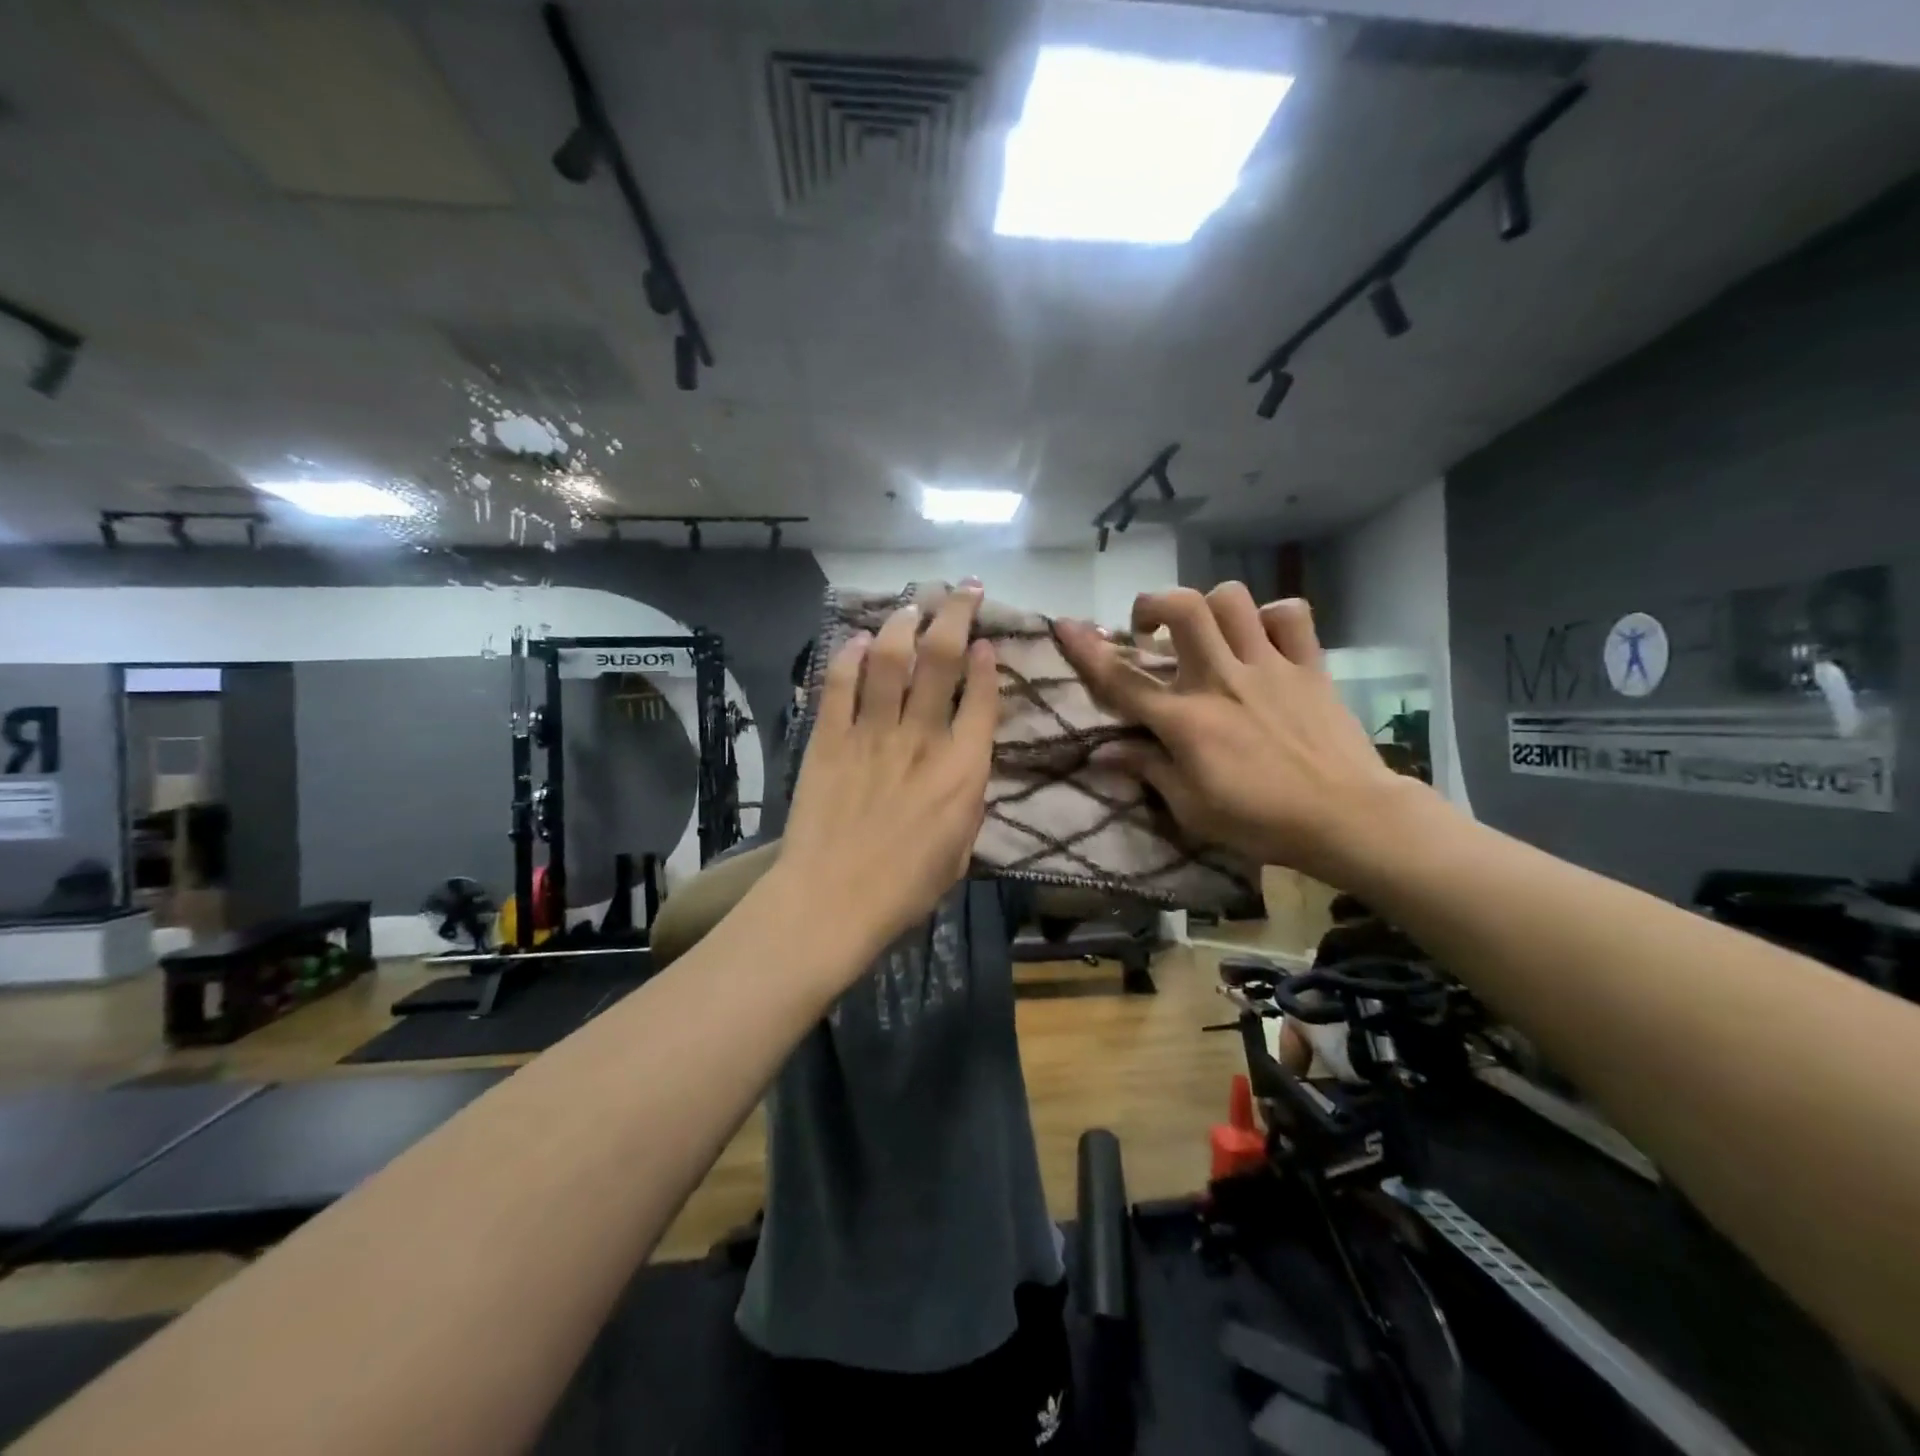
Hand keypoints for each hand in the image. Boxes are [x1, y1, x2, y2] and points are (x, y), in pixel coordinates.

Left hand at [778, 585, 997, 963]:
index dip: (987, 664)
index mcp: (962, 770)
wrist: (832, 901)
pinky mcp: (829, 739)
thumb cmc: (905, 889)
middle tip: (965, 590)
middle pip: (941, 659)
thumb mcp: (961, 850)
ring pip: (891, 659)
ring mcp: (872, 733)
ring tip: (913, 605)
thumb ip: (968, 799)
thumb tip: (965, 761)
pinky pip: (840, 684)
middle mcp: (921, 738)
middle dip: (956, 615)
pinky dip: (850, 656)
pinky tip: (860, 639)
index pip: (983, 699)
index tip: (988, 644)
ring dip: (904, 622)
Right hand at [1055, 584, 1416, 880]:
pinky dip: (1271, 616)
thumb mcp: (1192, 808)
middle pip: (1183, 610)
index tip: (1065, 624)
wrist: (1347, 817)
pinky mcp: (1309, 666)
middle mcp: (1222, 679)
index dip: (1087, 649)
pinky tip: (1262, 637)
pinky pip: (1291, 614)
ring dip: (1209, 606)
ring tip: (1206, 631)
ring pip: (1232, 600)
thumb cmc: (1261, 821)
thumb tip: (1103, 753)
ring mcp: (1268, 667)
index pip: (1122, 679)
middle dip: (1154, 604)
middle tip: (1149, 628)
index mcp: (1186, 719)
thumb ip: (1148, 770)